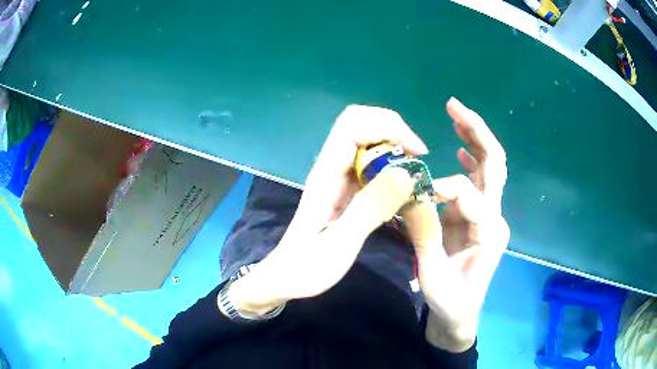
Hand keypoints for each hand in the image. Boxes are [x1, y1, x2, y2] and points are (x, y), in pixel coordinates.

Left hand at [227, 105, 426, 314]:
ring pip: (366, 140)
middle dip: (393, 130)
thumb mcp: (340, 244)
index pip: (353, 126)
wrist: (285, 278)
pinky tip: (402, 187)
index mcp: (325, 175)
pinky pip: (370, 163)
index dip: (388, 127)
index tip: (417, 153)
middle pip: (359, 123)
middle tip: (416, 159)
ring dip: (393, 146)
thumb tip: (405, 173)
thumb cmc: (307, 267)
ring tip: (413, 172)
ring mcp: (337, 177)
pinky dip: (390, 165)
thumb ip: (370, 209)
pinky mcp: (345, 189)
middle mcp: (330, 167)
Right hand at [400, 98, 509, 351]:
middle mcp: (495, 216)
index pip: (469, 192)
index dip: (442, 187)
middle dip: (477, 132)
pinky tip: (461, 147)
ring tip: (456, 112)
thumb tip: (413, 194)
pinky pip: (479, 180)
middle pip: (495, 164)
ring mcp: (488, 214)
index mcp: (489, 232)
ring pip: (489, 167)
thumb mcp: (433, 275)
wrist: (461, 312)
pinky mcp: (478, 215)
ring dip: (474, 137)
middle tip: (454, 106)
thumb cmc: (450, 300)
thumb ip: (425, 234)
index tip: (417, 197)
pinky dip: (471, 158)